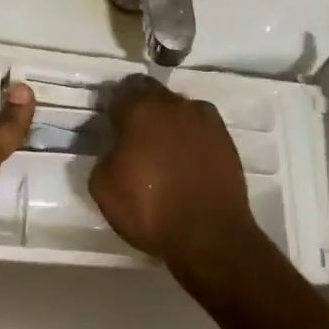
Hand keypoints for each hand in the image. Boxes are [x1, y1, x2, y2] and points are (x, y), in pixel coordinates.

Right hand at [89, 76, 259, 273]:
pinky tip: (185, 159)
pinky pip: (199, 127)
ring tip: (162, 148)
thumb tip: (117, 148)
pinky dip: (189, 136)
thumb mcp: (103, 187)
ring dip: (167, 120)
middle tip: (133, 133)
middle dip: (140, 107)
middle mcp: (175, 105)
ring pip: (178, 108)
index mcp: (140, 110)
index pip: (119, 93)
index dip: (111, 107)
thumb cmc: (150, 210)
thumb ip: (105, 155)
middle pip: (151, 93)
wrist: (210, 235)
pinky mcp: (226, 138)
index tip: (108, 124)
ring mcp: (205, 119)